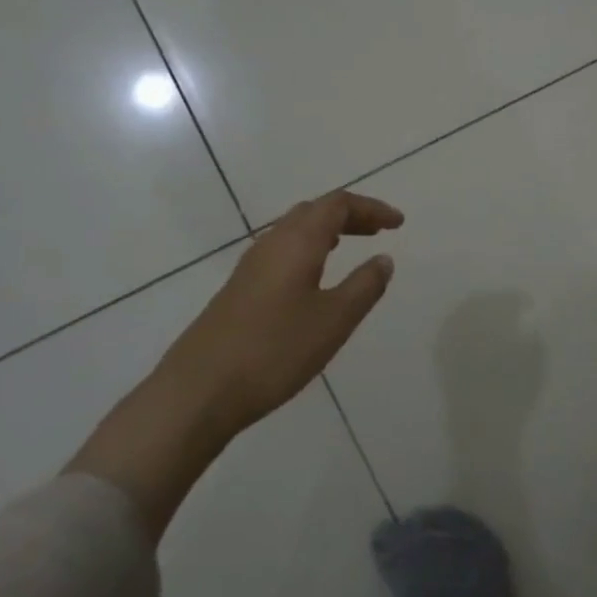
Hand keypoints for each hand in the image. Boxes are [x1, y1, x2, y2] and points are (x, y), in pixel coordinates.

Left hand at [158, 190, 403, 440]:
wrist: (198, 392)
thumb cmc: (274, 350)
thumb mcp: (334, 320)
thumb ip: (364, 286)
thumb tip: (384, 259)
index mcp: (297, 242)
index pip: (338, 204)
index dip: (371, 208)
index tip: (398, 224)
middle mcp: (271, 244)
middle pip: (314, 211)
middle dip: (350, 215)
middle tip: (379, 231)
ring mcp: (250, 267)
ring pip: (294, 230)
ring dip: (327, 231)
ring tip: (351, 246)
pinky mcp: (239, 290)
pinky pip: (281, 251)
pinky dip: (308, 250)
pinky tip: (314, 278)